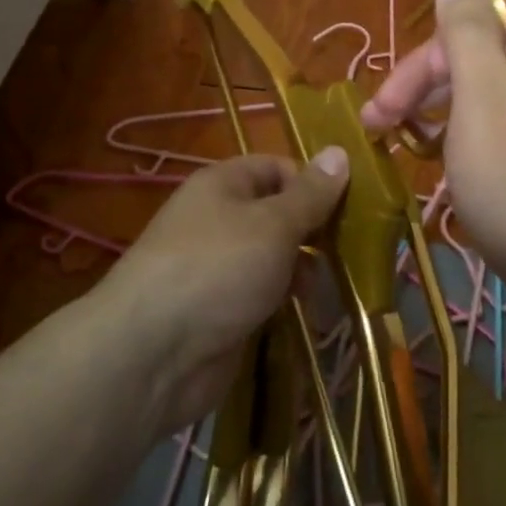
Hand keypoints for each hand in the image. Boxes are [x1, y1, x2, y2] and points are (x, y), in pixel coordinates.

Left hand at [101, 151, 348, 433]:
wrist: (153, 354)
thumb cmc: (218, 269)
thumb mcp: (273, 223)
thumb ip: (310, 194)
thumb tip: (340, 151)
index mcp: (224, 185)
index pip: (277, 167)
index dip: (313, 181)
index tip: (352, 206)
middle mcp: (220, 220)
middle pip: (279, 214)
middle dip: (316, 231)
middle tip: (353, 251)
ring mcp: (221, 268)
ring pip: (275, 258)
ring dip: (306, 271)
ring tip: (331, 290)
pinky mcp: (224, 311)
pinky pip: (265, 295)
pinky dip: (288, 302)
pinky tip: (312, 316)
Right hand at [360, 0, 505, 318]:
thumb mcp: (483, 99)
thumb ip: (470, 31)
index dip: (443, 23)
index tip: (408, 73)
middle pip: (486, 37)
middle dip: (428, 71)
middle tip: (381, 119)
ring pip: (492, 78)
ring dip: (440, 101)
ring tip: (400, 140)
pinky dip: (469, 126)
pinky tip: (443, 157)